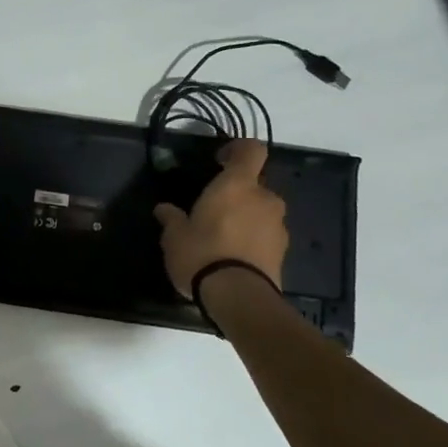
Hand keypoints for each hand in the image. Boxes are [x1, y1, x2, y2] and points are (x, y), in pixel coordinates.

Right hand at [153, 139, 288, 297]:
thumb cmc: (202, 253)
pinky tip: (233, 256)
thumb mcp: (175, 236)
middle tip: (214, 209)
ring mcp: (278, 226)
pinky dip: (253, 239)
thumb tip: (164, 209)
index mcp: (237, 185)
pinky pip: (266, 235)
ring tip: (223, 237)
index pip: (251, 150)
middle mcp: (264, 198)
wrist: (239, 297)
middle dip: (238, 193)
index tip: (220, 160)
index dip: (238, 149)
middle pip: (255, 184)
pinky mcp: (284, 252)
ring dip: (247, 217)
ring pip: (262, 211)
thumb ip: (171, 218)